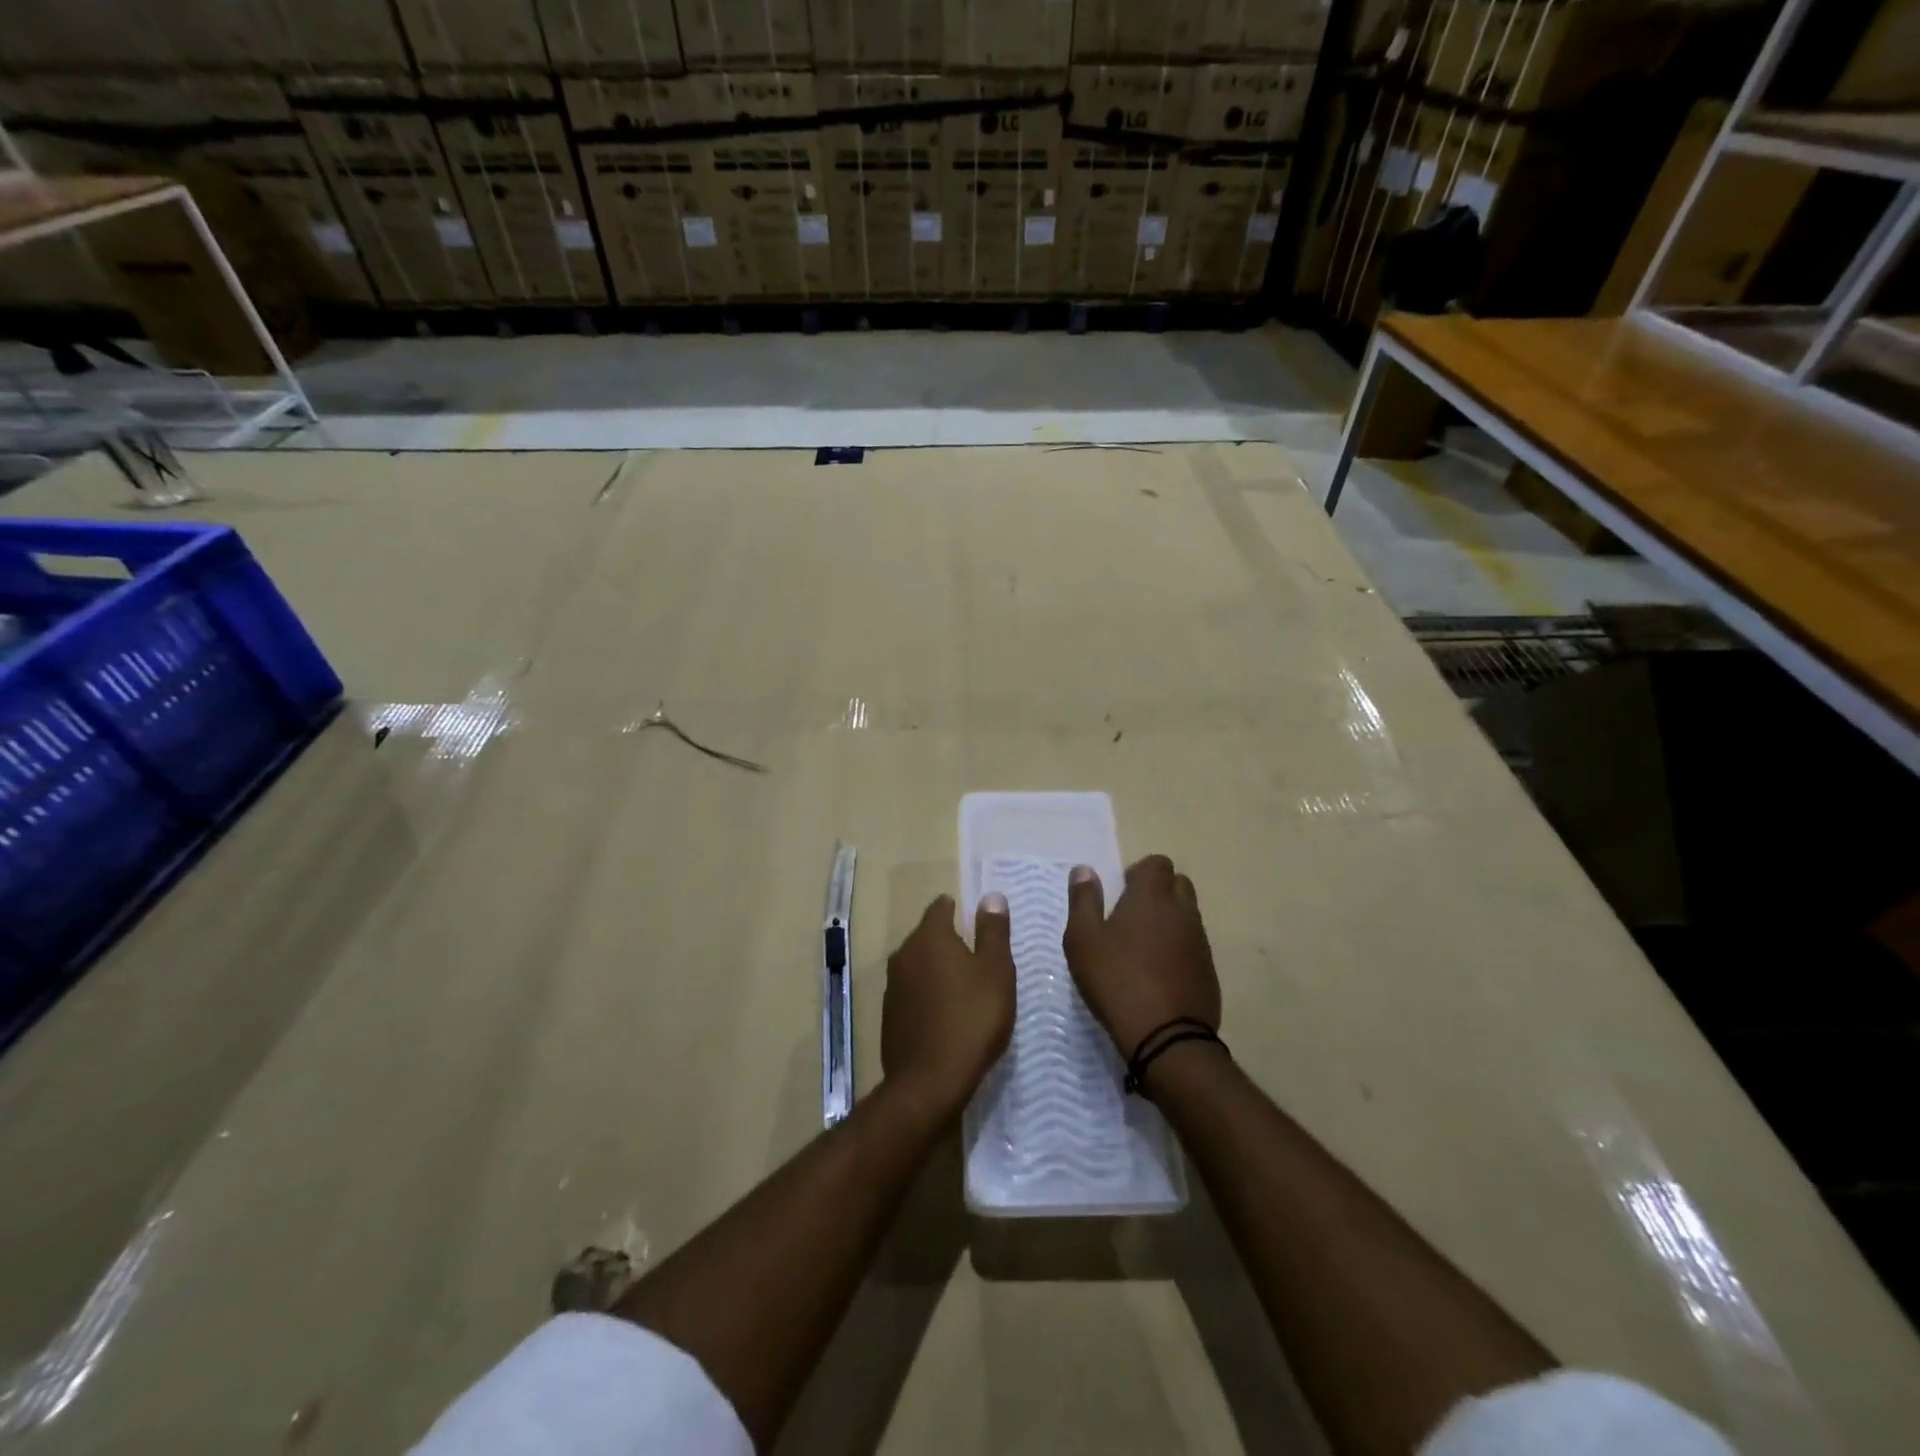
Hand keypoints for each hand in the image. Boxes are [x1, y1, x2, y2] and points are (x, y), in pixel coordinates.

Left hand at [881, 894, 1015, 1126]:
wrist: (929, 1081)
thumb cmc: (972, 1018)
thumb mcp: (996, 971)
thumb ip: (993, 931)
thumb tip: (991, 897)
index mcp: (930, 937)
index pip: (940, 908)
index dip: (956, 908)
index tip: (973, 918)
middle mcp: (904, 954)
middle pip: (927, 936)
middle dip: (947, 940)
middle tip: (975, 954)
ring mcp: (893, 986)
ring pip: (917, 965)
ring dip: (936, 969)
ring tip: (962, 985)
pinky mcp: (889, 1016)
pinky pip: (912, 993)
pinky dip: (926, 995)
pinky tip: (944, 1014)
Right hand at [1063, 856, 1220, 1058]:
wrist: (1165, 1037)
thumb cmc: (1116, 980)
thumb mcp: (1083, 939)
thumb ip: (1083, 900)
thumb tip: (1084, 870)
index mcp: (1152, 897)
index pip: (1157, 863)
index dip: (1139, 872)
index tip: (1121, 893)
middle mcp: (1182, 911)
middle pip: (1178, 884)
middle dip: (1158, 891)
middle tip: (1131, 917)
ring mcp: (1200, 941)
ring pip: (1188, 915)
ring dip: (1169, 920)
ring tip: (1143, 947)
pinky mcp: (1209, 970)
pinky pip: (1195, 945)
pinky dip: (1179, 948)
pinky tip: (1159, 973)